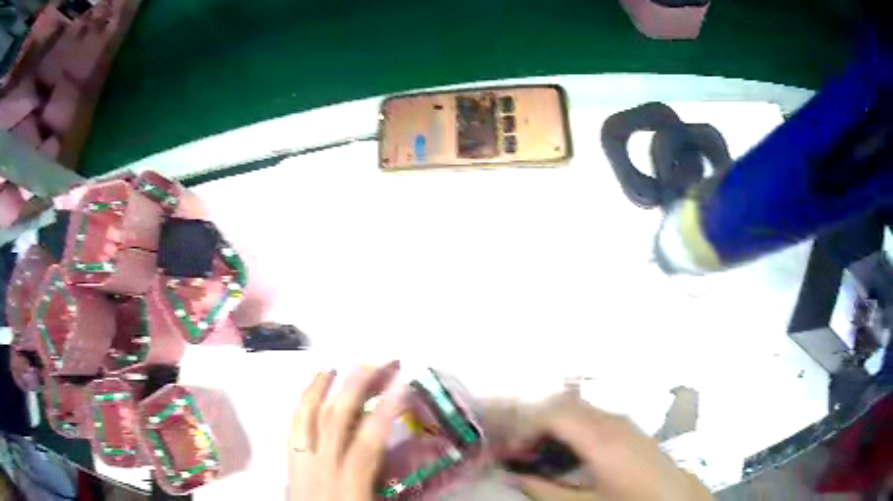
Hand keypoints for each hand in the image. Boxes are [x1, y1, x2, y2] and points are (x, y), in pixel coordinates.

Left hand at [288, 362, 402, 500]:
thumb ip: (399, 482)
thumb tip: (424, 454)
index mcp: (349, 484)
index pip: (367, 442)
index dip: (385, 411)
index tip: (401, 383)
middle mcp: (320, 469)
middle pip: (333, 420)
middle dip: (354, 387)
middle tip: (373, 362)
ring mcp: (300, 464)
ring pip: (304, 419)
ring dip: (318, 390)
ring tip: (331, 368)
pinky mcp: (289, 466)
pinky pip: (291, 430)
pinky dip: (299, 407)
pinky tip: (307, 396)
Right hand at [485, 395, 711, 500]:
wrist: (673, 496)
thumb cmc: (628, 500)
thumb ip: (544, 490)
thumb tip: (513, 478)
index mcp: (600, 439)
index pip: (553, 415)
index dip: (526, 428)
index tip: (512, 449)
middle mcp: (611, 421)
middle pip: (564, 405)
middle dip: (535, 423)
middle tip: (520, 450)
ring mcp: (622, 420)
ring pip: (577, 408)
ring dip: (553, 424)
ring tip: (540, 451)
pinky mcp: (628, 426)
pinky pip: (591, 415)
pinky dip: (571, 426)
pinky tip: (568, 451)